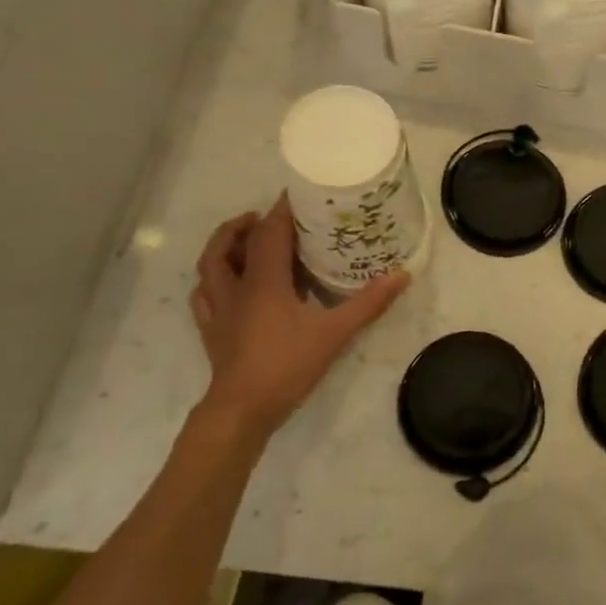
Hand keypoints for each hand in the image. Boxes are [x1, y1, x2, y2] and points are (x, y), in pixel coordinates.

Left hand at [188, 197, 408, 435]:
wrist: (242, 409)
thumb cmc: (287, 365)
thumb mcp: (335, 333)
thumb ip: (368, 303)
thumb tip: (402, 275)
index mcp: (263, 282)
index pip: (268, 233)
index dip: (281, 211)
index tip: (296, 194)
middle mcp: (235, 288)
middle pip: (228, 244)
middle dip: (245, 224)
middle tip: (267, 217)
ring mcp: (218, 310)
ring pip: (208, 267)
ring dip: (223, 247)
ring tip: (244, 241)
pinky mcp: (211, 330)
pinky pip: (203, 295)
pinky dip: (212, 280)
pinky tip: (225, 284)